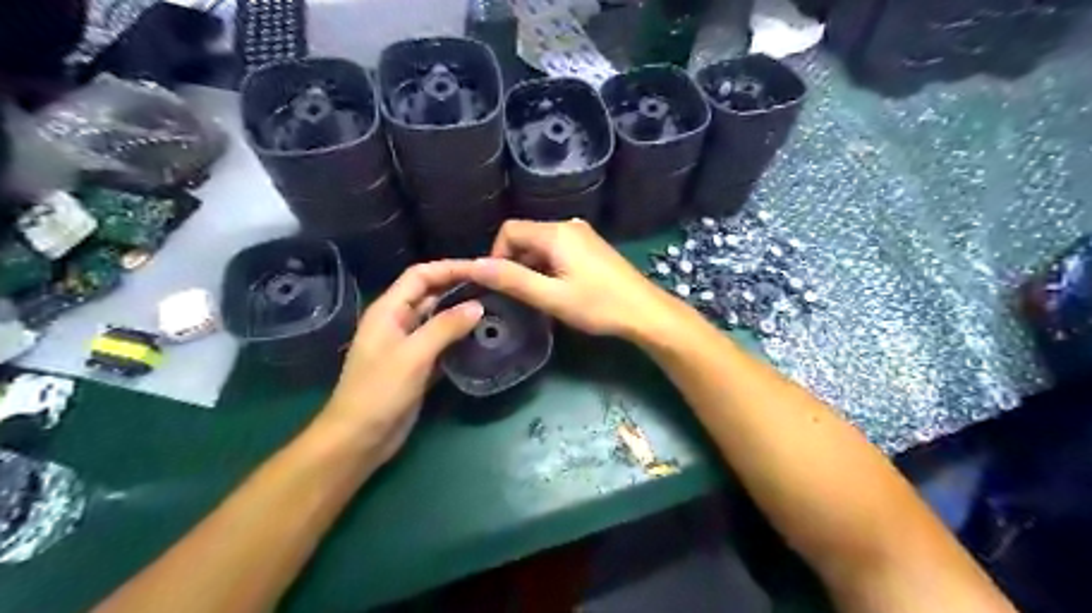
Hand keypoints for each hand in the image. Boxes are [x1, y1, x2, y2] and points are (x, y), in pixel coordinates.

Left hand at [312, 258, 481, 463]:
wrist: (359, 439)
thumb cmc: (379, 392)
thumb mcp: (413, 355)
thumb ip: (445, 327)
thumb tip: (478, 306)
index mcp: (389, 311)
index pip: (420, 276)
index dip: (448, 268)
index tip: (481, 269)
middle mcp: (399, 322)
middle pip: (431, 295)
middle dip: (459, 289)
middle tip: (494, 289)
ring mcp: (409, 345)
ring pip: (439, 320)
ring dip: (462, 315)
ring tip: (495, 311)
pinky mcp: (419, 367)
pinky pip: (442, 344)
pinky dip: (460, 339)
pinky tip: (482, 340)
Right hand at [470, 218, 680, 338]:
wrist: (645, 312)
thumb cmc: (598, 305)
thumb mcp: (551, 297)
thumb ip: (512, 279)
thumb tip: (473, 266)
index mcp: (556, 232)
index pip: (509, 230)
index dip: (497, 255)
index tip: (503, 285)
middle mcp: (568, 225)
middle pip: (525, 235)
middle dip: (515, 262)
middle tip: (522, 295)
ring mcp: (583, 234)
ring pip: (541, 244)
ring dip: (532, 266)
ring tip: (541, 295)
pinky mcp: (592, 246)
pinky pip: (558, 249)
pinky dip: (548, 265)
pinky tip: (559, 288)